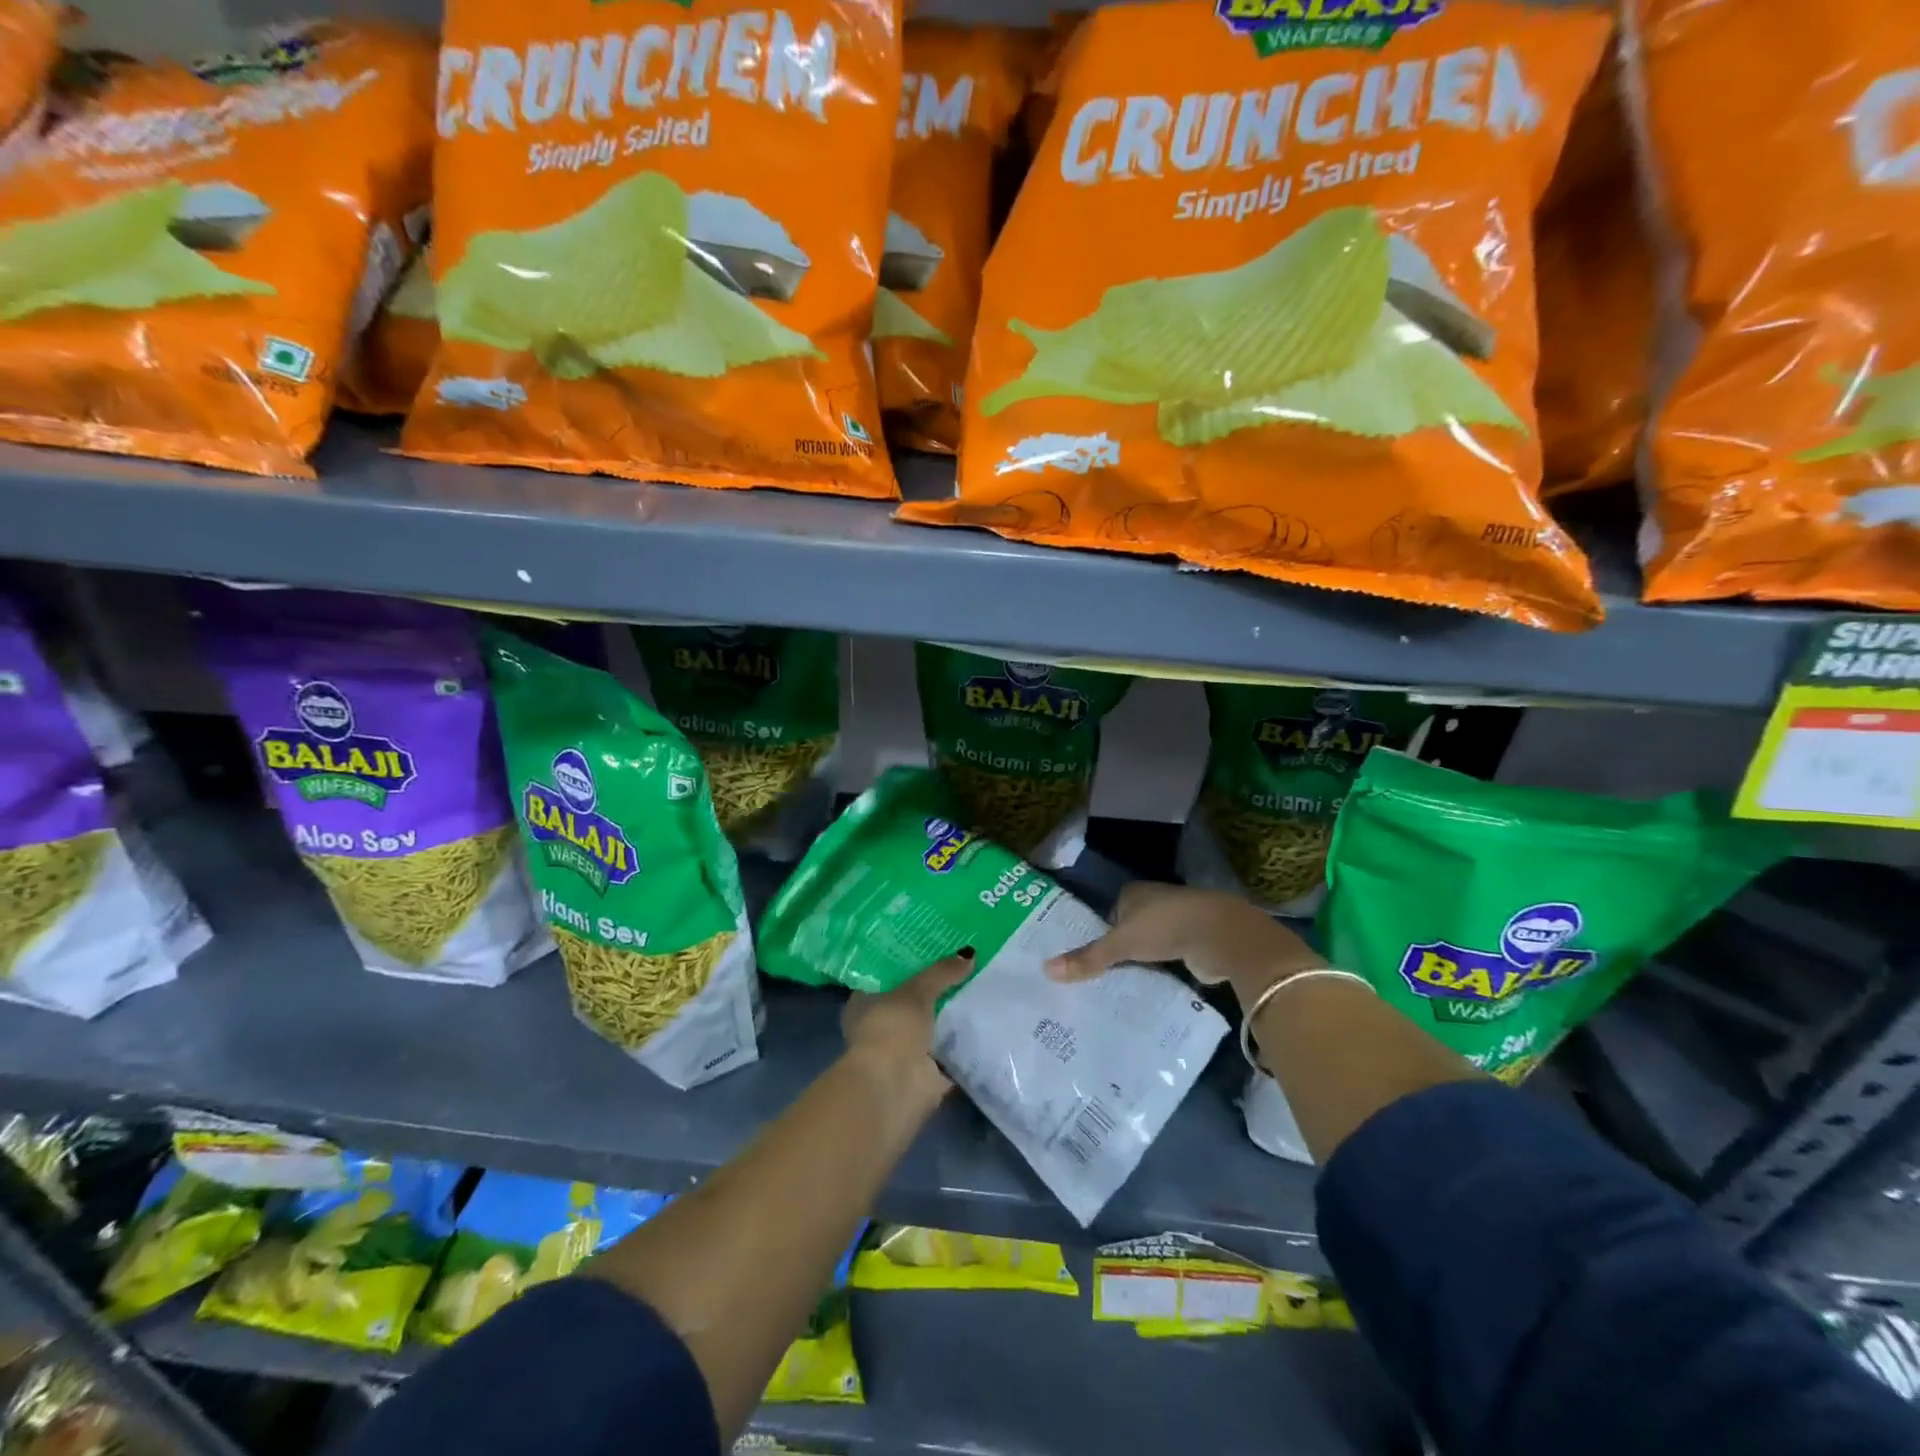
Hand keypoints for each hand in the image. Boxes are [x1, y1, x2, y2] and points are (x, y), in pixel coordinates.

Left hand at [840, 951, 975, 1108]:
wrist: (895, 1086)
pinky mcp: (925, 1073)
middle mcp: (880, 1026)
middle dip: (936, 991)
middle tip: (965, 965)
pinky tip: (986, 1021)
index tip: (936, 948)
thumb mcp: (916, 991)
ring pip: (931, 1027)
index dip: (910, 963)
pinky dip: (964, 1042)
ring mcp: (903, 1052)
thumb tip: (969, 954)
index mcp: (864, 1003)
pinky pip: (949, 1051)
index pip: (888, 976)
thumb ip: (941, 973)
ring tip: (982, 988)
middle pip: (913, 1002)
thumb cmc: (891, 1029)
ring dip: (951, 1017)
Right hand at [1044, 883, 1322, 1009]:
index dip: (1098, 935)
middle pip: (1128, 930)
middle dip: (1118, 951)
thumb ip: (1087, 958)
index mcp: (1134, 893)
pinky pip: (1168, 961)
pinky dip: (1159, 973)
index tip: (1085, 960)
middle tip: (1096, 980)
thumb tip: (1045, 970)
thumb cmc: (1167, 926)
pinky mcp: (1194, 944)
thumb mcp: (1121, 944)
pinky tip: (1147, 991)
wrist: (1222, 935)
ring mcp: (1177, 923)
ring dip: (1140, 964)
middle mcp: (1154, 903)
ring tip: (1117, 990)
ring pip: (1149, 946)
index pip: (1108, 915)